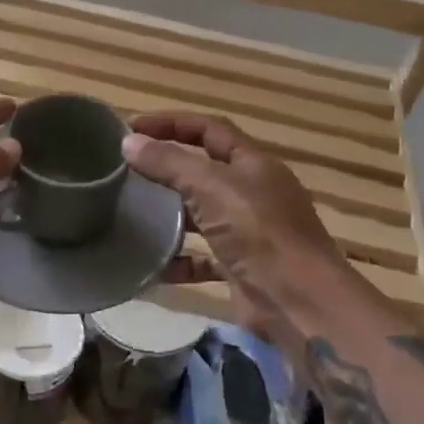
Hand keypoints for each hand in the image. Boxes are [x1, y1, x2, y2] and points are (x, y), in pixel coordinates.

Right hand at [123, 111, 354, 346]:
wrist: (298, 301)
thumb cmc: (259, 232)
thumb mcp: (211, 187)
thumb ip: (169, 163)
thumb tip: (129, 142)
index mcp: (253, 164)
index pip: (209, 129)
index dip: (171, 123)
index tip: (131, 127)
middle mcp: (253, 193)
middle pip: (204, 171)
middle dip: (167, 169)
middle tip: (125, 172)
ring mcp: (248, 233)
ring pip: (201, 216)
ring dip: (170, 216)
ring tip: (131, 214)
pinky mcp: (240, 268)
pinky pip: (202, 259)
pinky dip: (179, 261)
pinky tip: (153, 266)